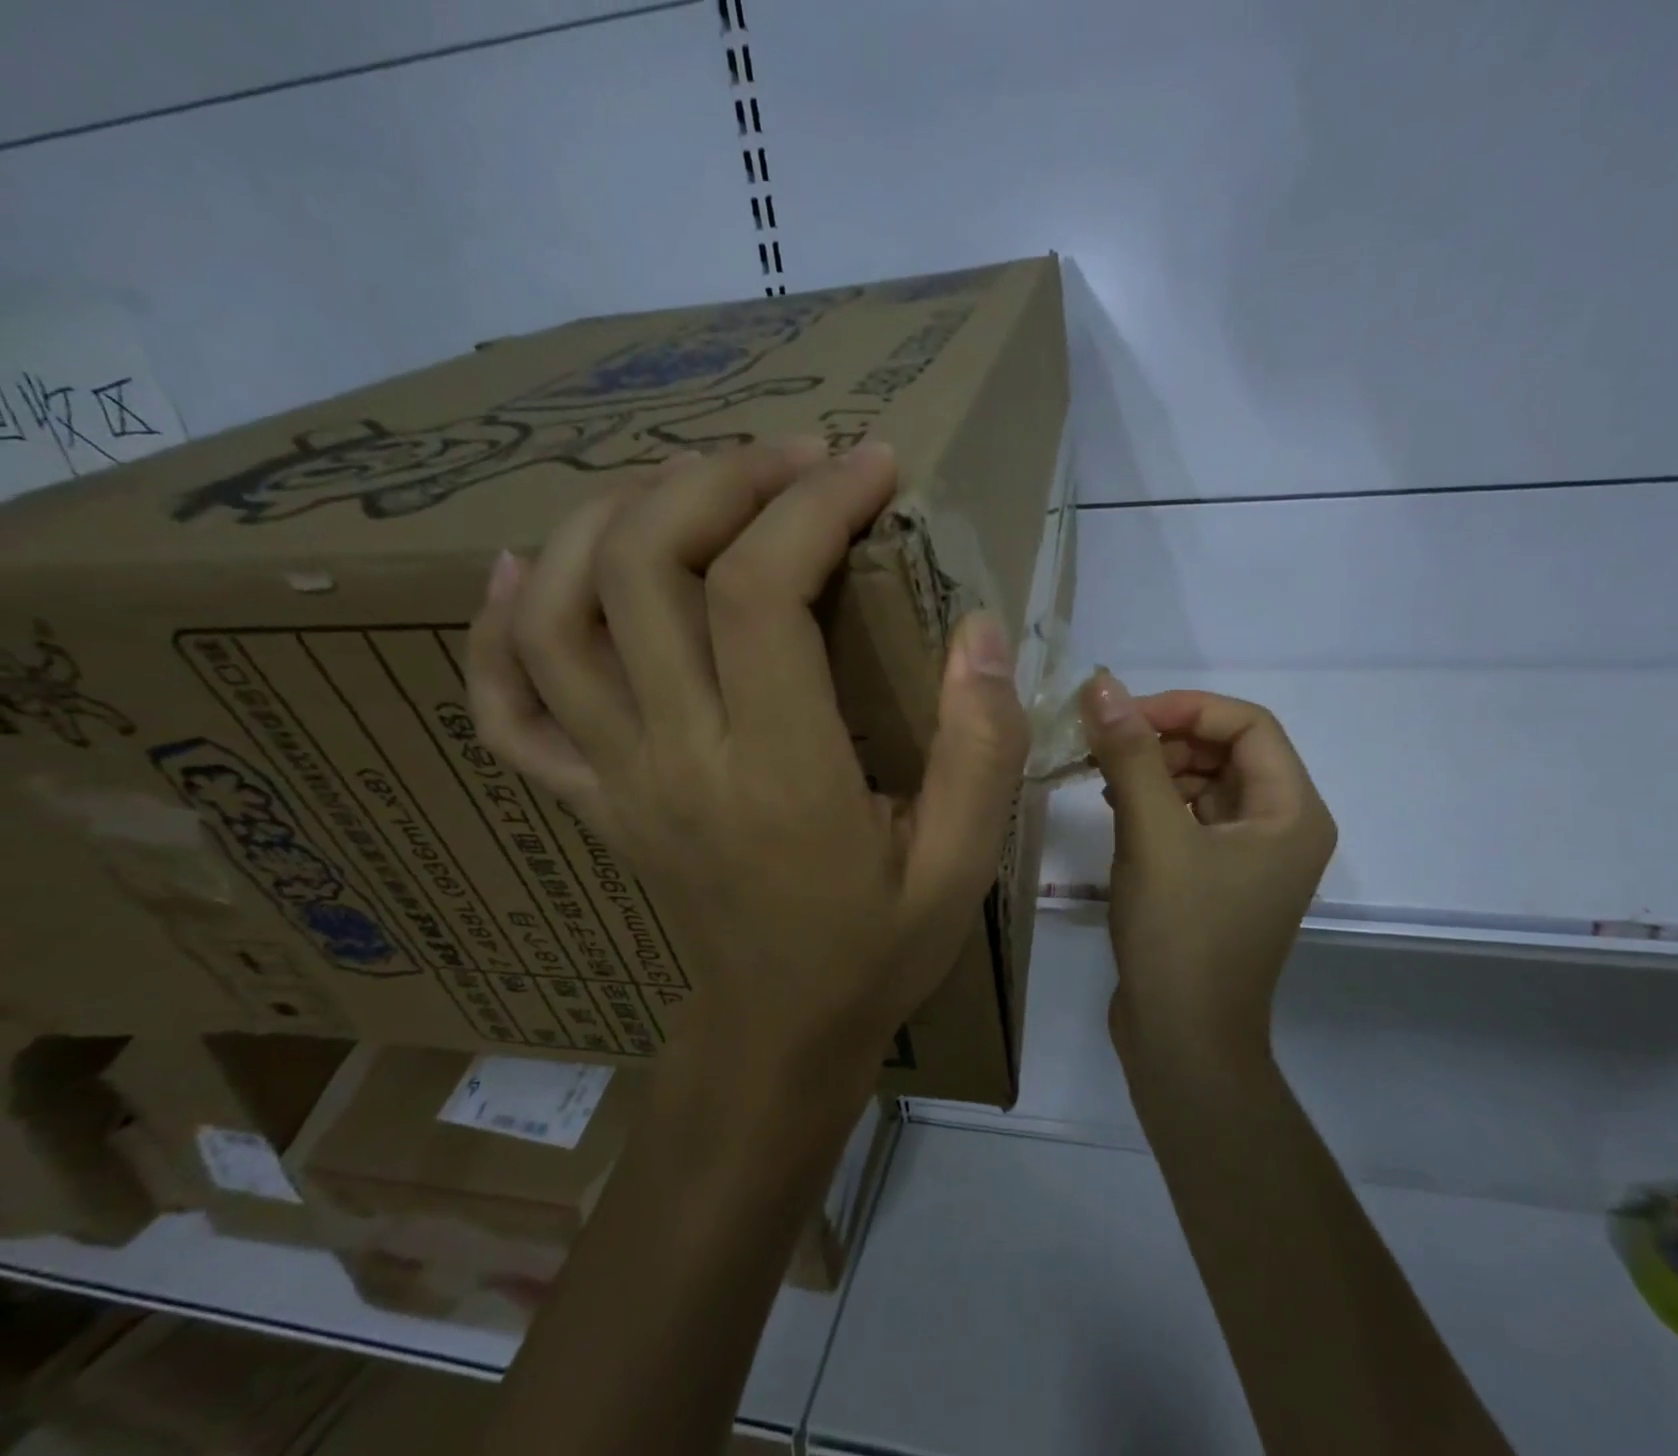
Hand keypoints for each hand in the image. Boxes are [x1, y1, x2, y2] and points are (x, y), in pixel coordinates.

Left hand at [466, 440, 1029, 1074]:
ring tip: (688, 485)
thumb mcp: (962, 865)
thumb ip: (980, 747)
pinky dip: (496, 629)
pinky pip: (506, 707)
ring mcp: (614, 779)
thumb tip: (979, 628)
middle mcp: (675, 761)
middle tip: (793, 458)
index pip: (758, 595)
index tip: (871, 467)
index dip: (812, 506)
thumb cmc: (876, 950)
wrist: (779, 1034)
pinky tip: (524, 571)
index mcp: (778, 777)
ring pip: (559, 616)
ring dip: (612, 520)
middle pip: (645, 572)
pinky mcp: (589, 798)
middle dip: (718, 482)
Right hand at [1080, 672, 1335, 1064]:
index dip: (1186, 708)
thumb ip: (1130, 755)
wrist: (1181, 1040)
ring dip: (1155, 768)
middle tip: (1105, 743)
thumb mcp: (1152, 835)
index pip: (1248, 724)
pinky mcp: (1218, 876)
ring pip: (1204, 782)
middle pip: (1227, 750)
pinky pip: (1190, 816)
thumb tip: (1102, 684)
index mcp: (1291, 812)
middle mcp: (1282, 826)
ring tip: (1103, 775)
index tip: (1123, 715)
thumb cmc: (1180, 935)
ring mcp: (1250, 855)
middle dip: (1166, 738)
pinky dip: (1154, 801)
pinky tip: (1114, 805)